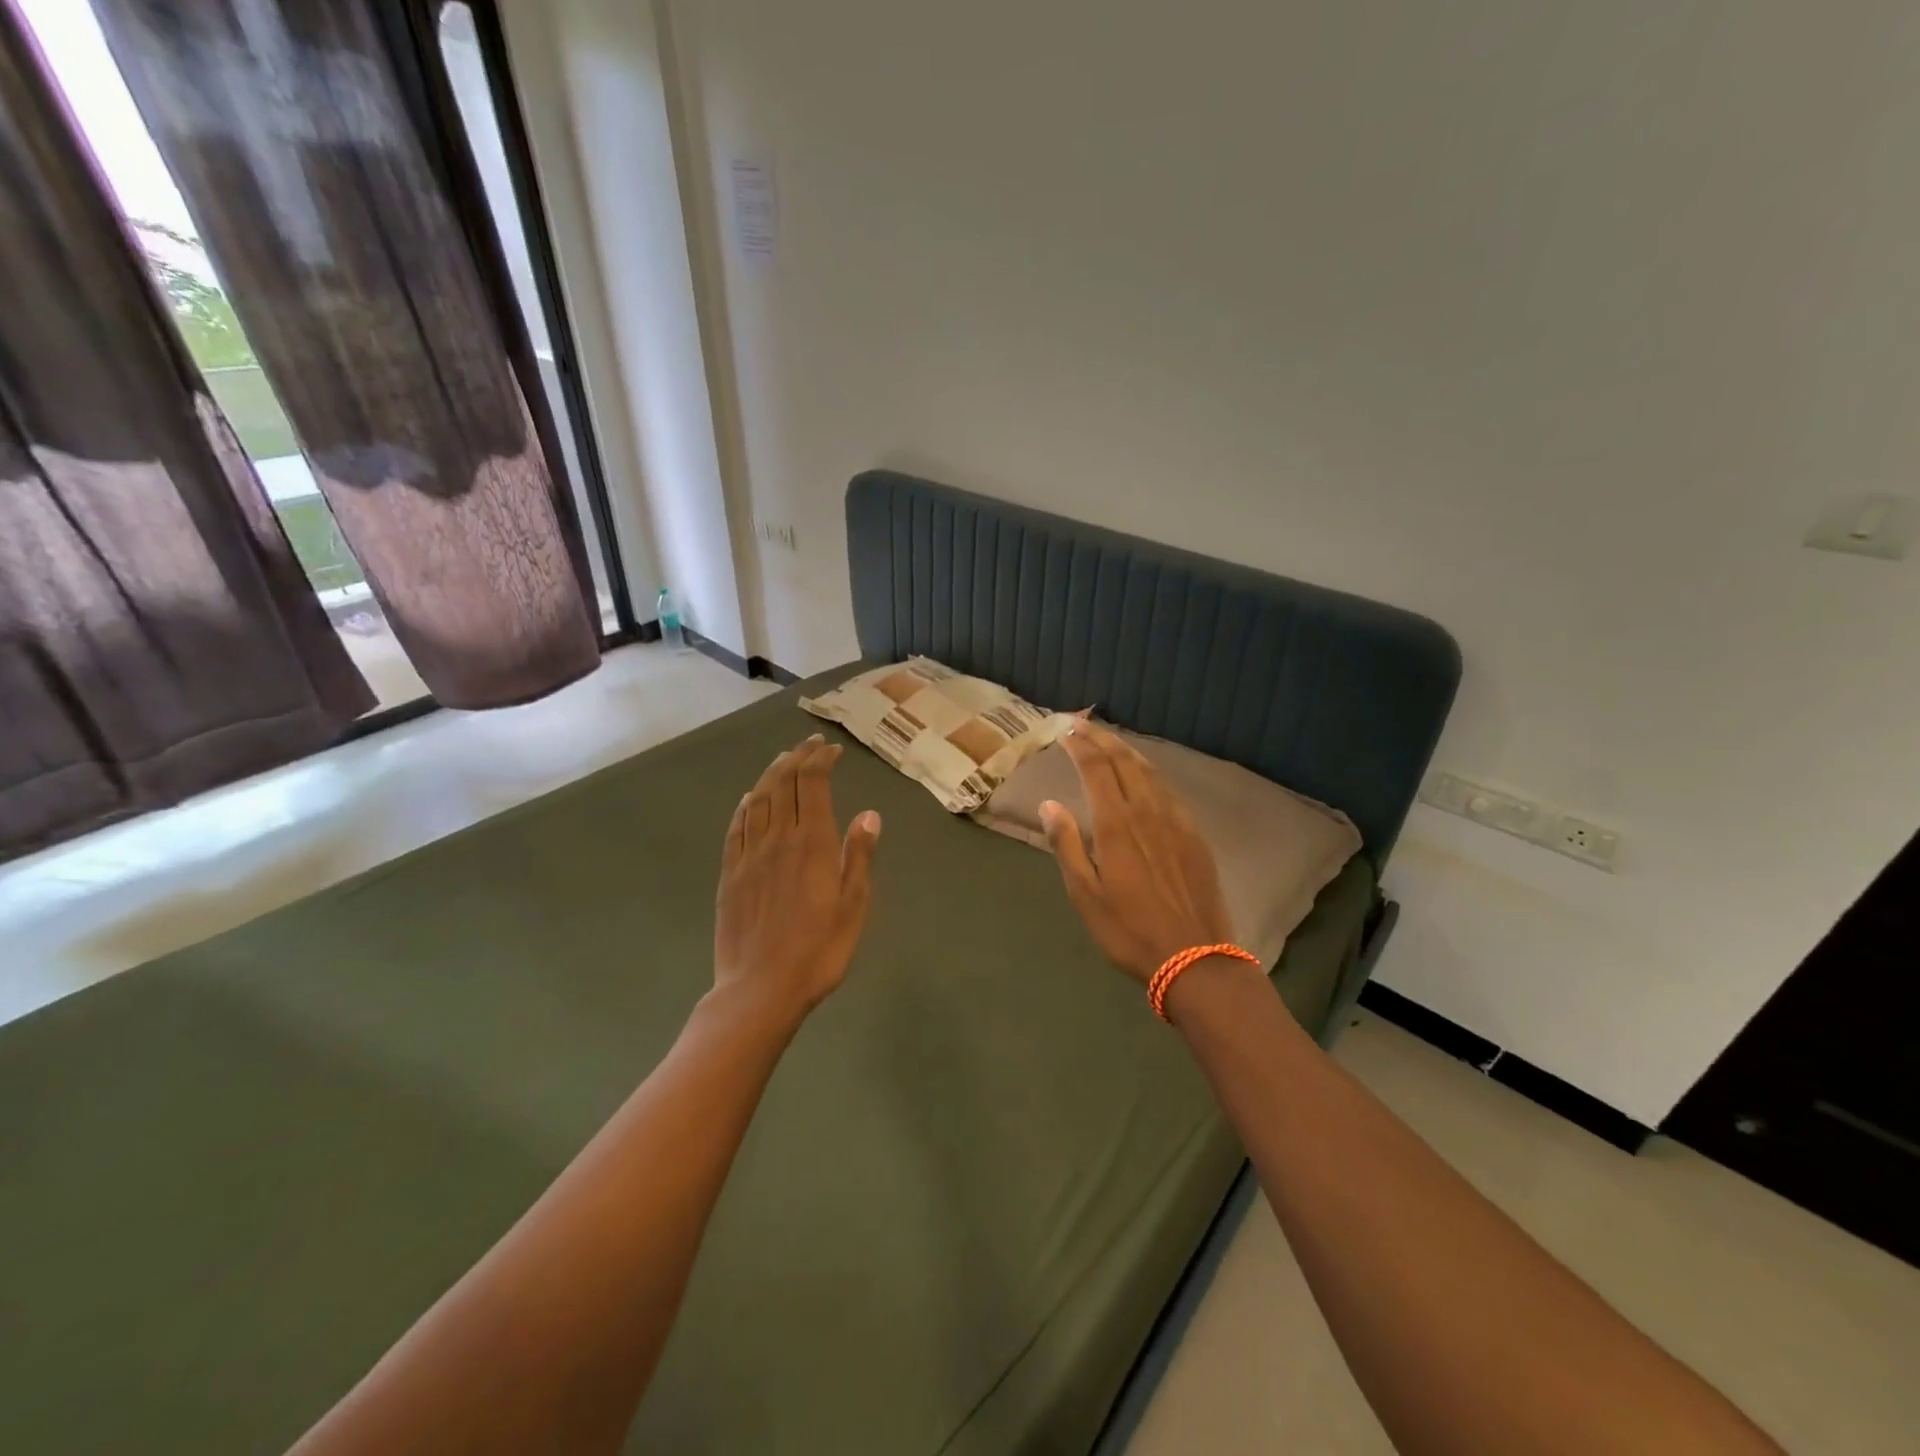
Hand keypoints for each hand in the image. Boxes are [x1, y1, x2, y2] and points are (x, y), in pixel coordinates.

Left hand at [715, 735, 881, 1016]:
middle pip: (783, 784)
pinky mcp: (729, 875)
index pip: (812, 784)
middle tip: (810, 745)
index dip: (820, 760)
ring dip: (771, 774)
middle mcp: (777, 839)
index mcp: (811, 843)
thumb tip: (869, 815)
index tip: (831, 750)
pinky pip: (736, 829)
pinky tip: (750, 799)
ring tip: (783, 761)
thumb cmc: (819, 951)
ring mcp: (749, 856)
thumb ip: (858, 856)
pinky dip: (745, 806)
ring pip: (758, 800)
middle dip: (797, 758)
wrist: (760, 989)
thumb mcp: (853, 906)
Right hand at [1040, 720, 1236, 984]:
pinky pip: (1170, 790)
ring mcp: (1176, 821)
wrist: (1195, 958)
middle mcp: (1147, 811)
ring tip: (1110, 741)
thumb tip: (1049, 804)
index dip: (1080, 745)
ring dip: (1127, 751)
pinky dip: (1151, 773)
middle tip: (1083, 724)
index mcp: (1116, 824)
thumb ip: (1066, 844)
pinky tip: (1146, 777)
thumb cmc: (1129, 930)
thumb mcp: (1085, 894)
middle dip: (1102, 738)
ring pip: (1150, 772)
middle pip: (1124, 761)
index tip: (1065, 731)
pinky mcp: (1195, 835)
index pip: (1095, 769)